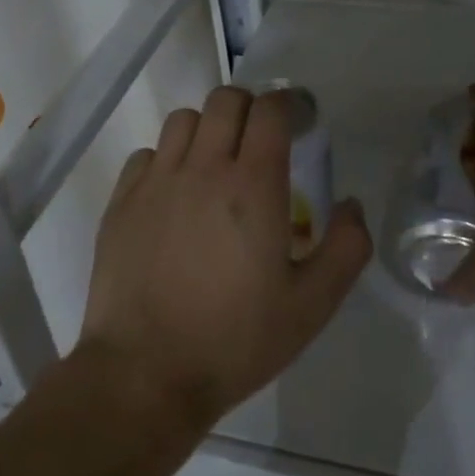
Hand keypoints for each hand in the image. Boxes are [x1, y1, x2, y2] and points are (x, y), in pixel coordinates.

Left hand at [79, 86, 371, 429]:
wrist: (144, 376)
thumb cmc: (235, 340)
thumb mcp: (312, 305)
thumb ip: (346, 248)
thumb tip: (352, 203)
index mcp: (253, 184)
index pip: (271, 109)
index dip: (291, 105)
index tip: (302, 122)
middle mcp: (203, 167)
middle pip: (226, 99)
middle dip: (251, 109)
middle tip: (262, 142)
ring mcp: (157, 181)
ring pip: (184, 119)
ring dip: (208, 129)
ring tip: (217, 164)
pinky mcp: (122, 201)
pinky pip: (148, 154)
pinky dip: (168, 159)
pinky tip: (176, 194)